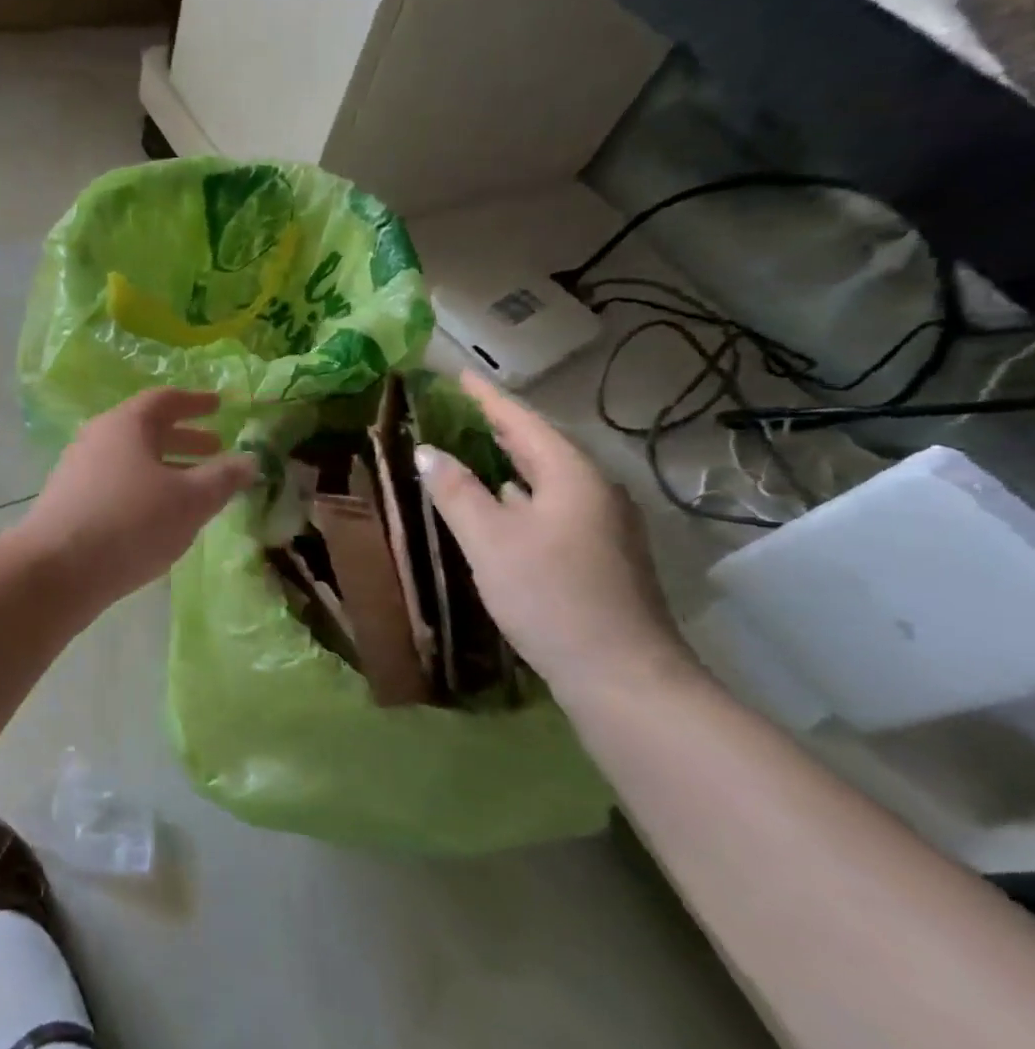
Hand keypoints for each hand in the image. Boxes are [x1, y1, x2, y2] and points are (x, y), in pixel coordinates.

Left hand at [19, 389, 257, 605]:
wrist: (57, 570)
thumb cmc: (131, 523)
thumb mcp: (190, 501)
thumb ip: (223, 478)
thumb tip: (250, 460)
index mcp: (125, 424)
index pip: (165, 400)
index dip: (196, 402)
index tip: (220, 406)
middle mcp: (97, 439)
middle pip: (146, 430)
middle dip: (185, 439)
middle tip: (216, 449)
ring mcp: (78, 471)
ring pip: (131, 461)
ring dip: (165, 468)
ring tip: (195, 489)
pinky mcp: (69, 503)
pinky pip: (116, 485)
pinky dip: (144, 490)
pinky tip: (159, 517)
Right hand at [415, 372, 693, 699]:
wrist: (620, 674)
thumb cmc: (550, 596)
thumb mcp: (490, 540)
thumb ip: (456, 491)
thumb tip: (428, 451)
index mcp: (573, 476)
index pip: (523, 421)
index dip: (487, 398)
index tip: (457, 374)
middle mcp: (595, 491)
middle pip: (541, 446)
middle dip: (500, 426)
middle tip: (460, 408)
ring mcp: (603, 525)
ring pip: (548, 478)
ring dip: (510, 461)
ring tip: (473, 448)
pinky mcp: (599, 554)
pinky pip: (552, 505)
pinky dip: (521, 494)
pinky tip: (502, 505)